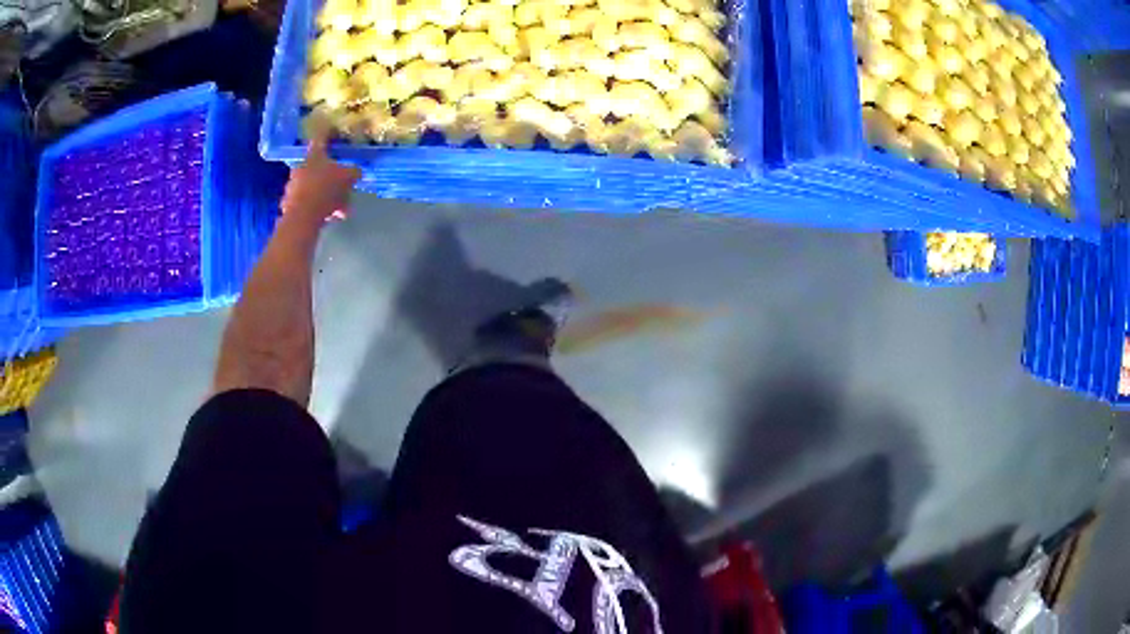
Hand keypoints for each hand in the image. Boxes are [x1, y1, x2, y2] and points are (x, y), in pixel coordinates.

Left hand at [280, 122, 361, 224]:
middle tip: (343, 187)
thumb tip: (357, 170)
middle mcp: (301, 166)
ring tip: (340, 209)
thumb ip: (353, 172)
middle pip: (318, 167)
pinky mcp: (289, 203)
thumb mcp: (348, 178)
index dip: (327, 131)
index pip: (321, 138)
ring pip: (314, 186)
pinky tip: (329, 217)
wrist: (303, 216)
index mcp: (314, 155)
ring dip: (326, 196)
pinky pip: (307, 202)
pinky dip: (318, 207)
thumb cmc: (326, 189)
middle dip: (331, 177)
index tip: (330, 126)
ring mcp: (293, 185)